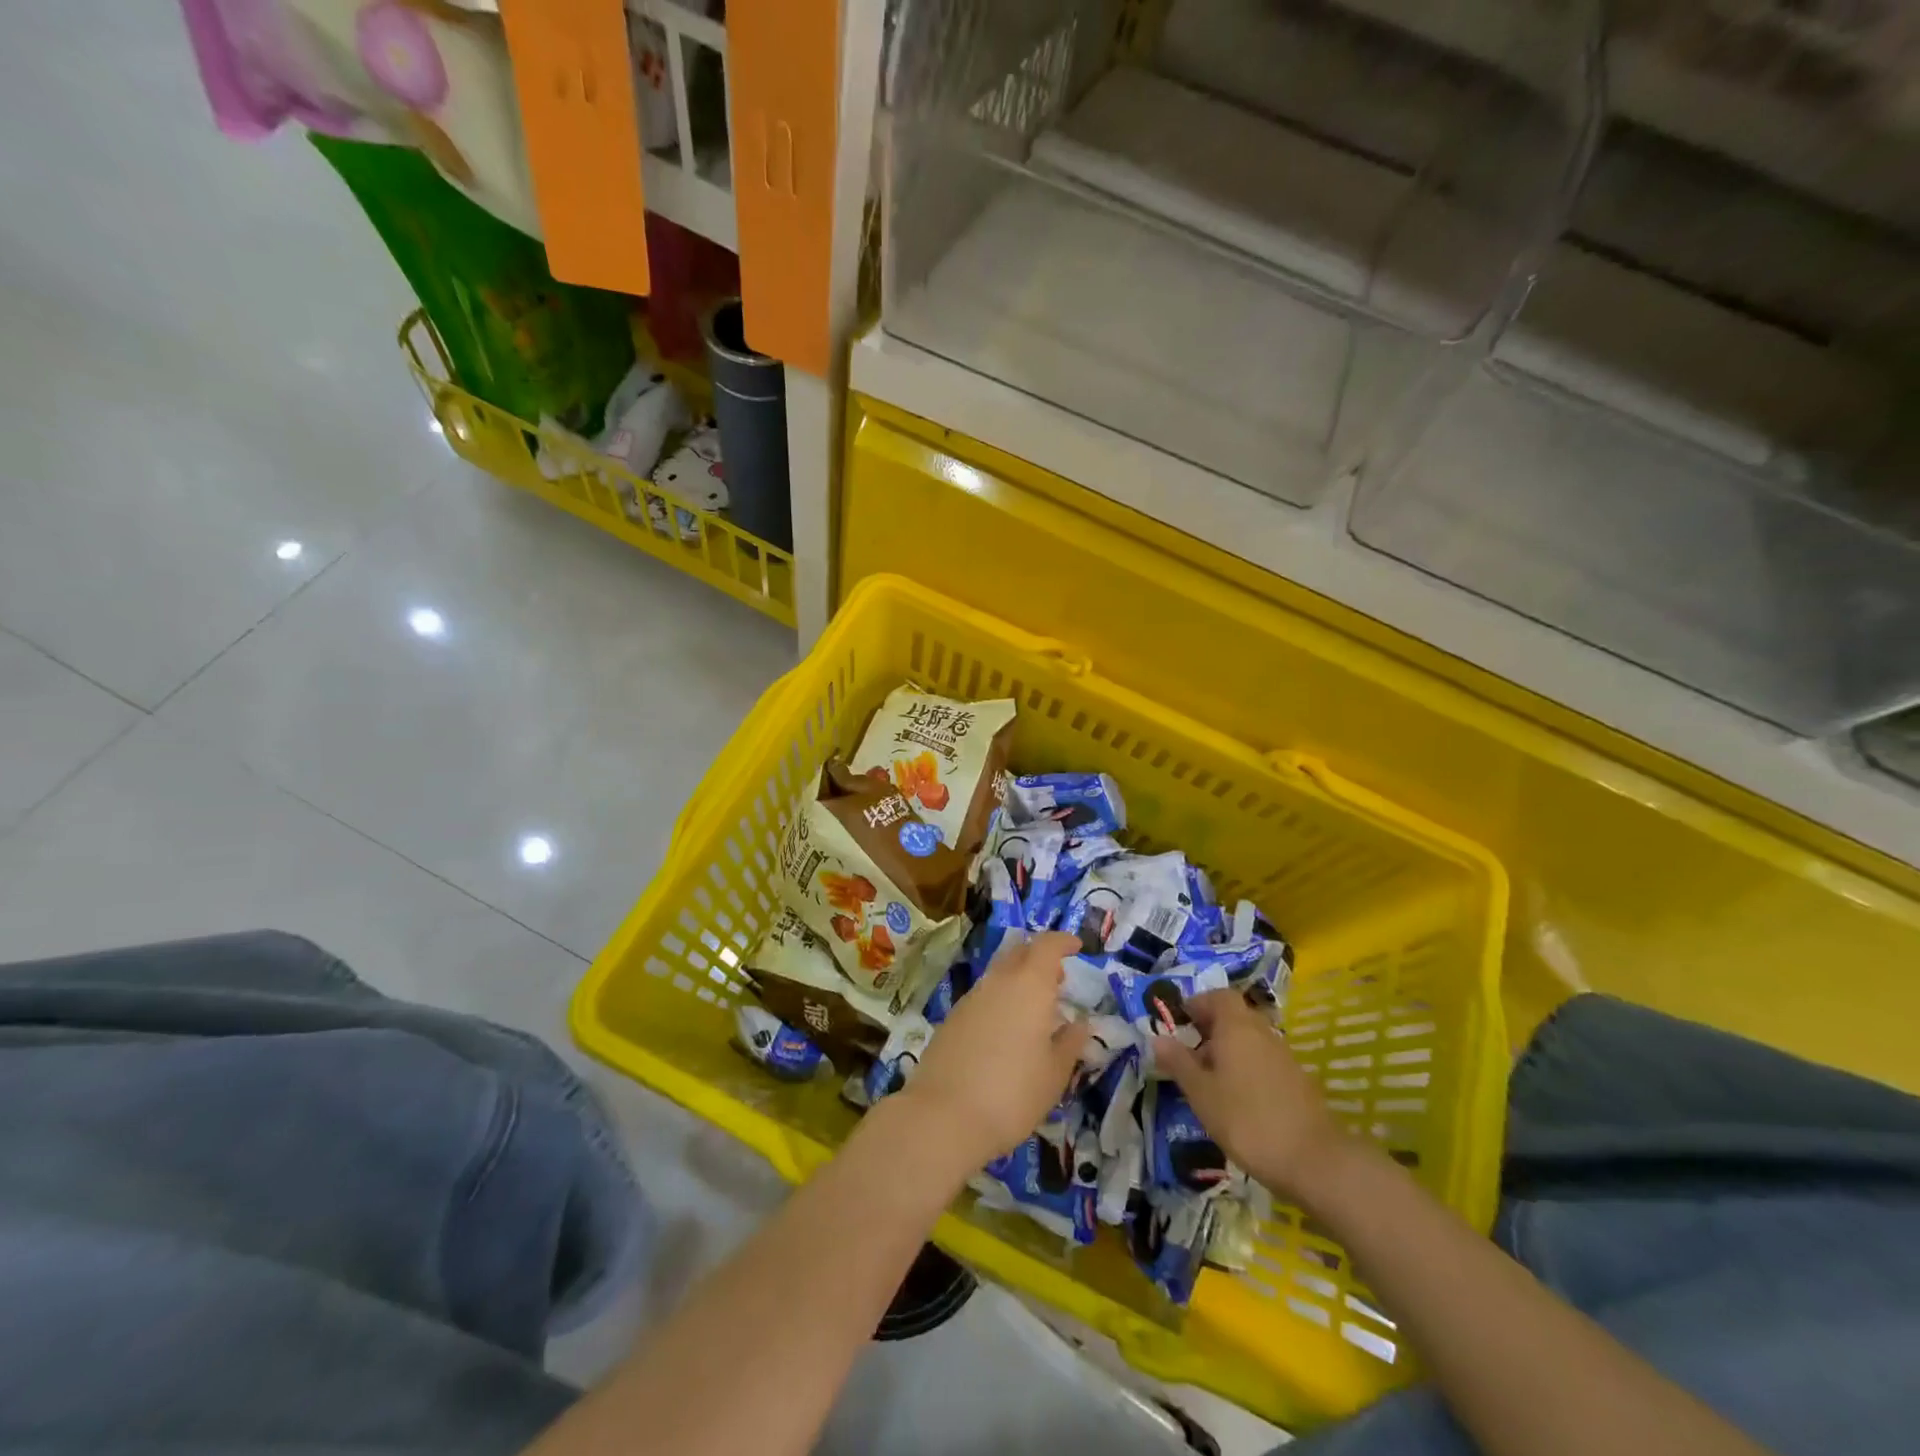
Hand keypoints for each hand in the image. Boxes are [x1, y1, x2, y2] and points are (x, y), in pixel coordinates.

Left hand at [902, 931, 1089, 1169]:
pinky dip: (1000, 1000)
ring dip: (1019, 980)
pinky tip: (1007, 1029)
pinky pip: (984, 996)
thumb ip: (1070, 1044)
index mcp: (1029, 985)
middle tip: (1058, 979)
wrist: (944, 1115)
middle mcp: (998, 981)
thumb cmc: (1012, 1093)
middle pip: (1020, 952)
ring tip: (1036, 1008)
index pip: (1047, 945)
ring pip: (999, 974)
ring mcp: (971, 998)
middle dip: (1040, 958)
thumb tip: (1080, 1024)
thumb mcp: (1054, 1074)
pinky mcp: (952, 1018)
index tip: (1077, 946)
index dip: (1063, 941)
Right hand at [1152, 989, 1347, 1202]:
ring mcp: (1284, 1056)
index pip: (1217, 996)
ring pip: (1249, 1039)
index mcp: (1236, 1026)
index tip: (1178, 1026)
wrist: (1314, 1161)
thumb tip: (1157, 1038)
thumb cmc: (1246, 1119)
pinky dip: (1247, 1069)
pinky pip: (1264, 1060)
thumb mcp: (1201, 1093)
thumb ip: (1178, 1062)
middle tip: (1189, 1056)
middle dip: (1209, 1029)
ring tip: (1209, 1081)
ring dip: (1228, 1051)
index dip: (1196, 1005)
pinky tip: (1237, 1100)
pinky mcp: (1297, 1081)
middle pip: (1234, 1016)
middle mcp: (1262, 1032)